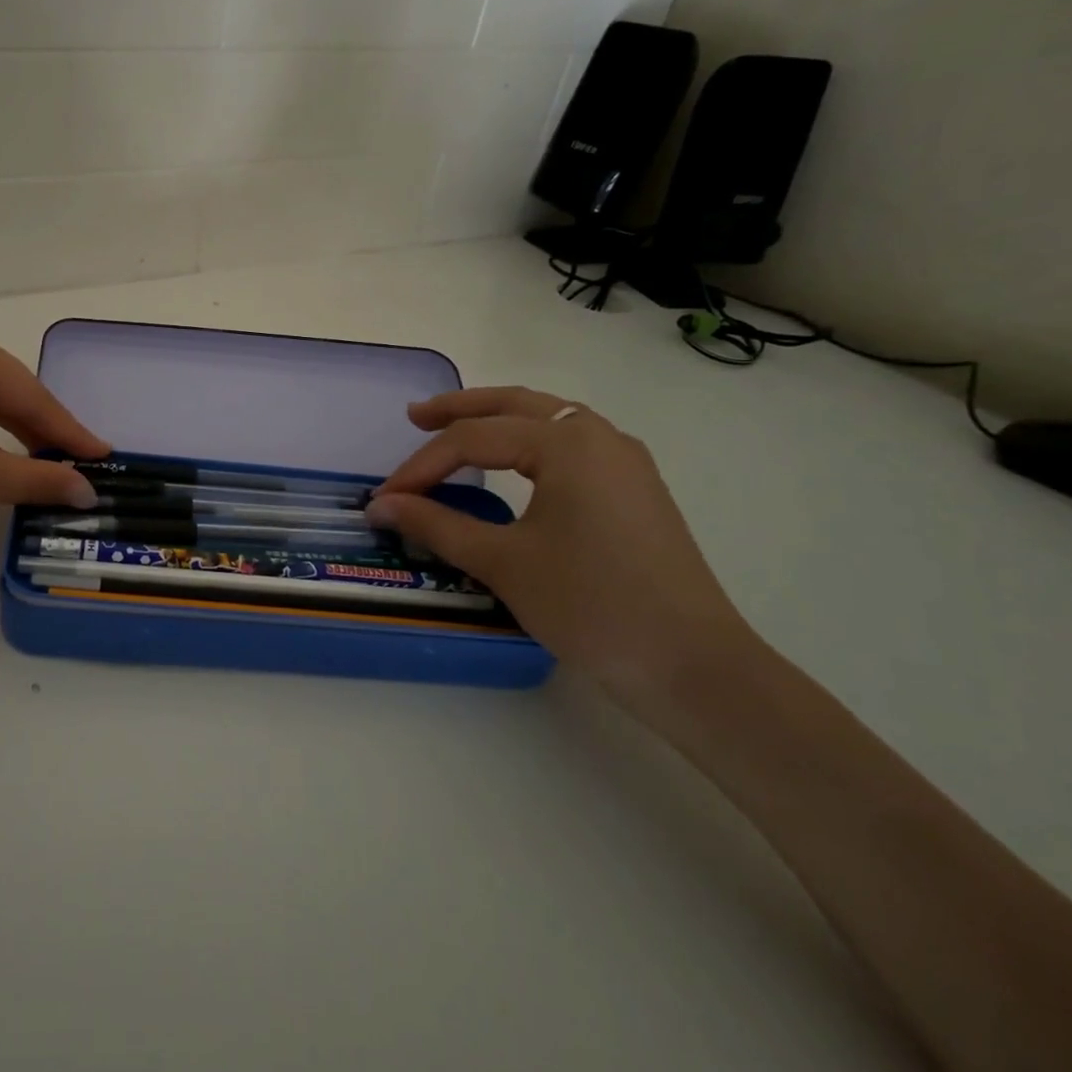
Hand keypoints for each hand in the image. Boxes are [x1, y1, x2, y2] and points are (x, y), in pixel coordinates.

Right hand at [365, 387, 755, 687]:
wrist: (691, 665)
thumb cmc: (589, 605)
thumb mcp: (501, 562)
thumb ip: (435, 525)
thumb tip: (380, 506)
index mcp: (567, 443)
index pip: (474, 440)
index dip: (421, 466)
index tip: (385, 499)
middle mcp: (599, 437)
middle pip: (514, 405)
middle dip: (460, 409)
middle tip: (413, 417)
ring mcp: (624, 462)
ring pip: (548, 419)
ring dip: (498, 419)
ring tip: (455, 429)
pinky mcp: (634, 489)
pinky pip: (570, 444)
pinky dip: (529, 440)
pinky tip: (514, 462)